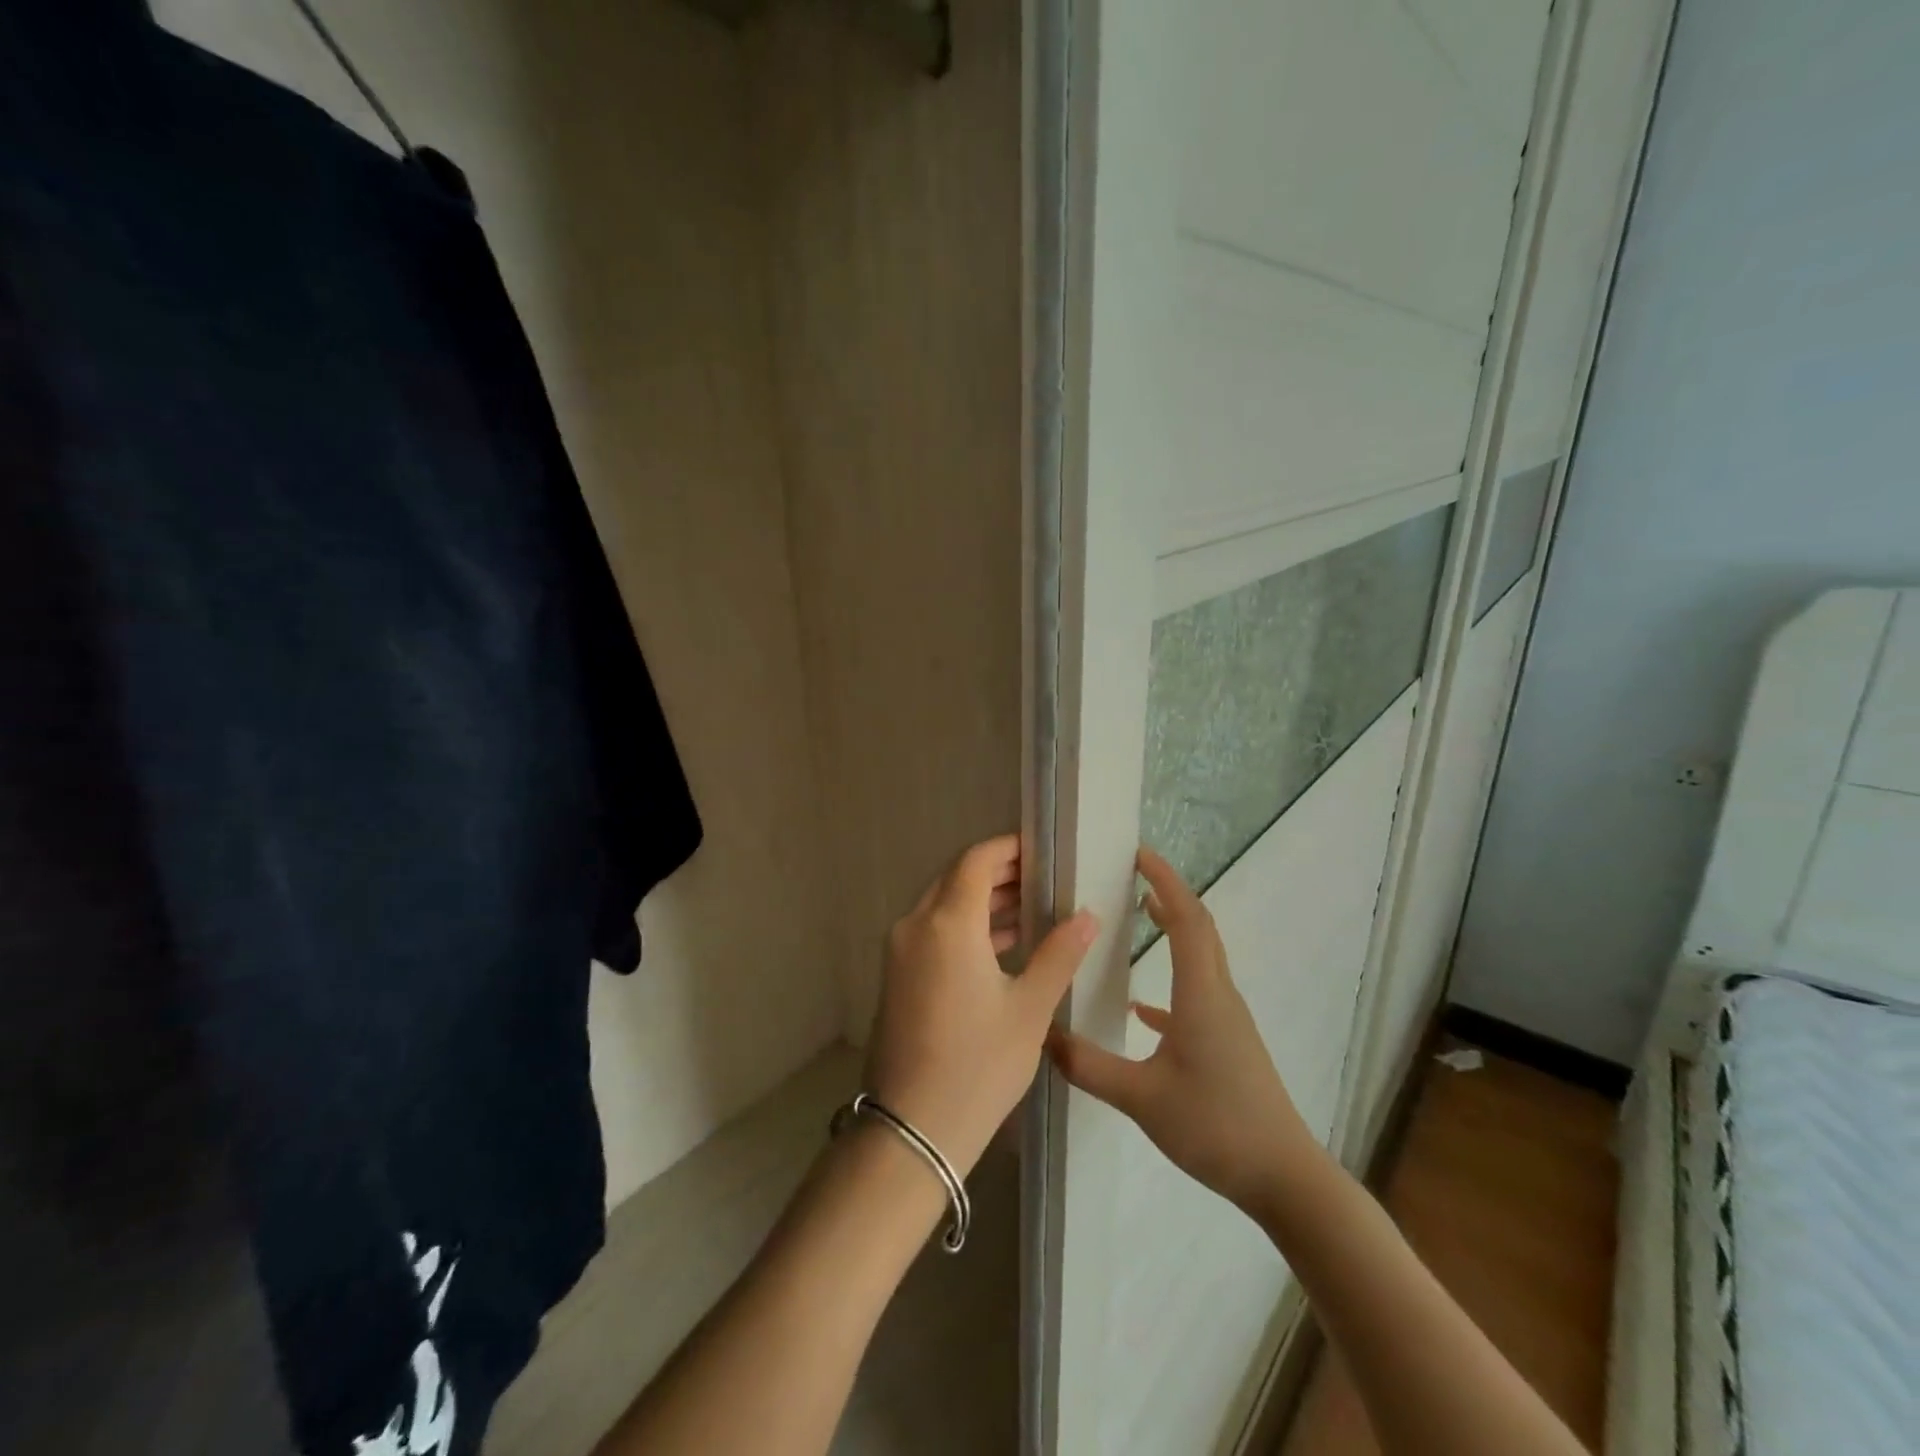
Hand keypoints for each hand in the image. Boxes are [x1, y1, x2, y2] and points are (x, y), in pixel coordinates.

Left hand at [863, 835, 1098, 1176]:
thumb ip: (1059, 955)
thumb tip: (1087, 916)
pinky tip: (1003, 945)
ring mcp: (901, 951)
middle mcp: (916, 925)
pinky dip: (966, 927)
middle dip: (998, 873)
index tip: (1042, 850)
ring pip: (944, 906)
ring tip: (1031, 907)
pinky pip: (934, 932)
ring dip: (983, 901)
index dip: (1009, 849)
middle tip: (1043, 878)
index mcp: (948, 923)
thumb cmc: (979, 1064)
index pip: (976, 861)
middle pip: (957, 879)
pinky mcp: (898, 976)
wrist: (913, 1129)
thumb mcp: (1030, 1009)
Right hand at [1047, 847, 1319, 1214]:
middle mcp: (1219, 995)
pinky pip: (1200, 994)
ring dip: (1176, 929)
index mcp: (1201, 994)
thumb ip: (1089, 1066)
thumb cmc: (1215, 1126)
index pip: (1186, 919)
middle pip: (1200, 928)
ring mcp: (1228, 1019)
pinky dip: (1174, 981)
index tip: (1140, 855)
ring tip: (1142, 914)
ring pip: (1202, 957)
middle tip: (1136, 874)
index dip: (1165, 881)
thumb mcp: (1141, 1099)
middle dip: (1170, 894)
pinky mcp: (1230, 1043)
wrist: (1284, 1177)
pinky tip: (1144, 1009)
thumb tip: (1042, 1035)